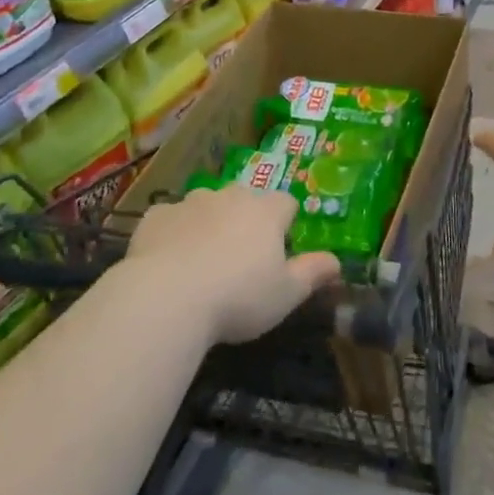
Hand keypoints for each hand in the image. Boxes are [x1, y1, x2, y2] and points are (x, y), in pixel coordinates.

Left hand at [124, 183, 341, 344]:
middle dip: (246, 220)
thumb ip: (313, 273)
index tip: (280, 249)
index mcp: (265, 211)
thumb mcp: (286, 294)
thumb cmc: (238, 298)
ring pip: (207, 205)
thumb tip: (337, 261)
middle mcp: (230, 196)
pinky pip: (171, 219)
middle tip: (241, 258)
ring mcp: (190, 202)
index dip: (286, 224)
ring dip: (210, 223)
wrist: (167, 298)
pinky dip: (174, 233)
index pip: (286, 203)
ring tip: (203, 261)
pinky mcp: (156, 216)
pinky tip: (168, 261)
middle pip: (245, 199)